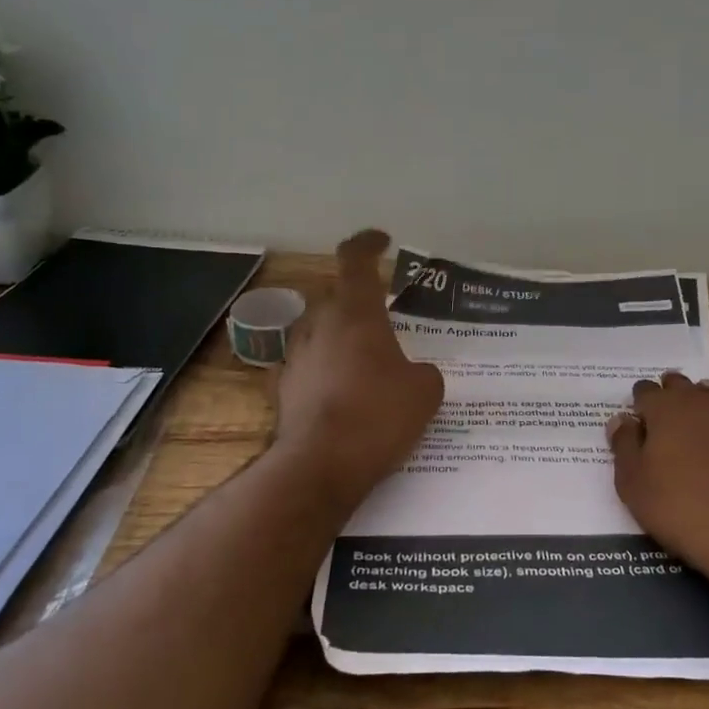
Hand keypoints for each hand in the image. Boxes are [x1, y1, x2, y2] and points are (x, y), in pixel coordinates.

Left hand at [276, 230, 444, 507]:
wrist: (321, 465)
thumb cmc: (378, 416)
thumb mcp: (425, 393)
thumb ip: (424, 373)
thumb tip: (416, 374)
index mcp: (356, 314)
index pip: (355, 260)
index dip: (368, 244)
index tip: (382, 242)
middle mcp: (320, 326)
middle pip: (336, 297)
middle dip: (359, 303)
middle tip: (385, 320)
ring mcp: (296, 357)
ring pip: (320, 332)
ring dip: (340, 337)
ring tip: (366, 361)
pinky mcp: (284, 389)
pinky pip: (310, 367)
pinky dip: (327, 371)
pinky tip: (344, 394)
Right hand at [607, 373, 708, 589]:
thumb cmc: (685, 511)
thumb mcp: (635, 486)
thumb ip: (624, 446)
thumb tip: (621, 420)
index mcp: (667, 408)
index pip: (645, 391)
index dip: (639, 405)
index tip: (637, 422)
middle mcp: (704, 401)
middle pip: (681, 386)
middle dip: (671, 398)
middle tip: (665, 424)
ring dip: (703, 411)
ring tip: (697, 436)